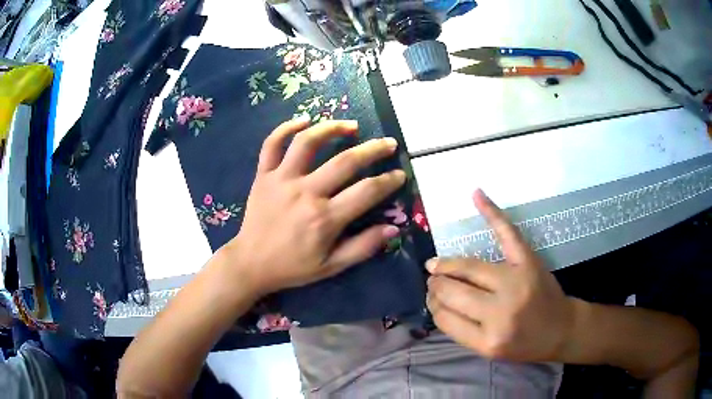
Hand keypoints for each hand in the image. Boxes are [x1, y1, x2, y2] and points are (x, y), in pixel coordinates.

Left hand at [223, 118, 404, 295]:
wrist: (251, 263)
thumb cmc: (293, 267)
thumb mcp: (331, 266)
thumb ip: (363, 247)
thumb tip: (393, 228)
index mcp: (325, 218)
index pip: (367, 191)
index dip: (389, 181)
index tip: (400, 174)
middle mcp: (305, 193)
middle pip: (345, 161)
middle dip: (373, 149)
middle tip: (389, 143)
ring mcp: (281, 180)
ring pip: (308, 142)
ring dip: (332, 128)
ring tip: (352, 126)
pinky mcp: (263, 175)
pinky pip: (272, 144)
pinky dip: (286, 128)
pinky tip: (305, 120)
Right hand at [426, 189, 574, 361]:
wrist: (561, 329)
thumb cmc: (525, 345)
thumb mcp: (489, 350)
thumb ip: (462, 330)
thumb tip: (437, 302)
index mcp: (488, 340)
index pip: (445, 318)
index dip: (434, 306)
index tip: (432, 300)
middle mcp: (500, 312)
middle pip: (452, 290)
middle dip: (436, 285)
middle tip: (433, 282)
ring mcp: (515, 282)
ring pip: (468, 266)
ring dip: (447, 264)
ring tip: (438, 266)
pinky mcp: (529, 261)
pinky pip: (506, 234)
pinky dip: (492, 213)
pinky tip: (476, 195)